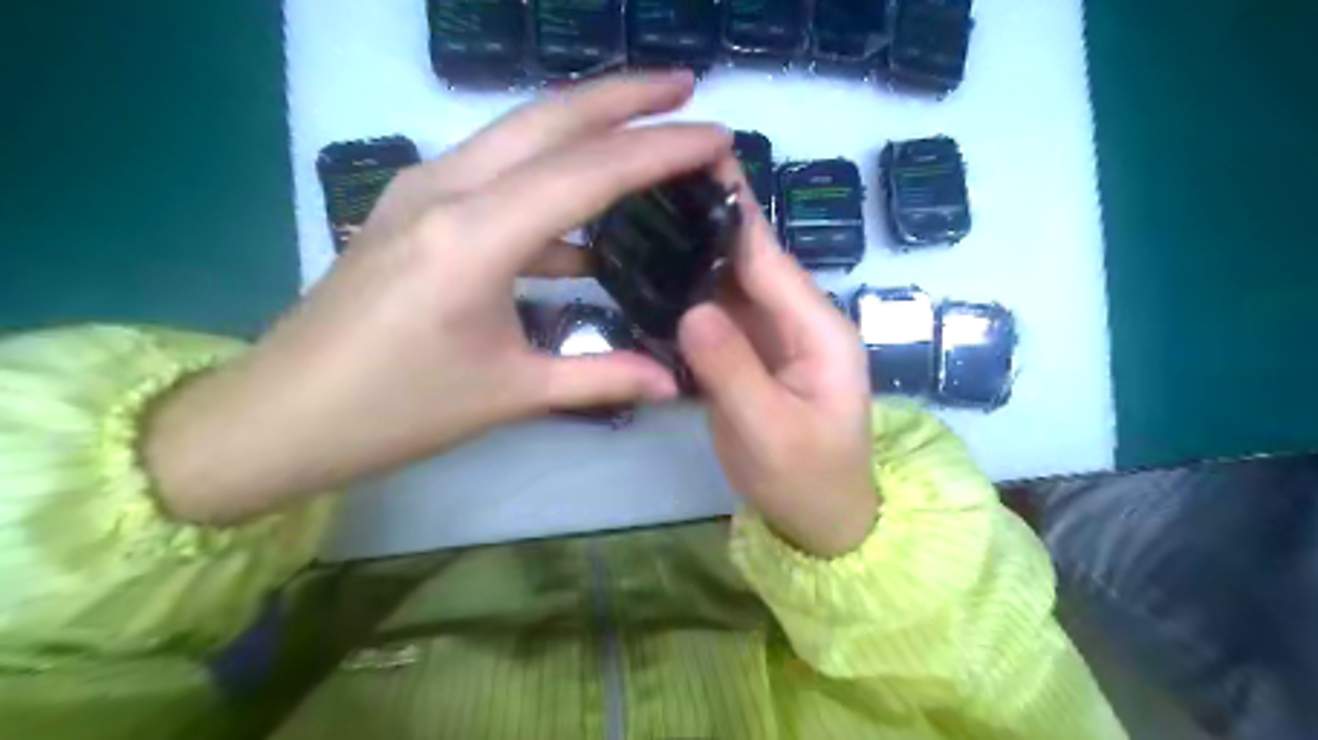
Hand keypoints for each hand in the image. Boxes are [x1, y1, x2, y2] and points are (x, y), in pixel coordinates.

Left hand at [146, 73, 737, 526]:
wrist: (282, 416)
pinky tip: (584, 222)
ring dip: (587, 126)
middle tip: (687, 86)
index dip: (661, 147)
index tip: (717, 134)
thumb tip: (674, 381)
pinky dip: (549, 182)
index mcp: (475, 236)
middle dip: (625, 96)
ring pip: (520, 135)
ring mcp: (423, 191)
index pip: (589, 171)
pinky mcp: (414, 208)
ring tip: (646, 132)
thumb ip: (601, 379)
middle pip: (550, 118)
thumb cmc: (396, 410)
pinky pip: (497, 173)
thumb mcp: (511, 394)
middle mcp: (448, 190)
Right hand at [675, 168, 878, 558]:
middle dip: (705, 223)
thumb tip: (691, 309)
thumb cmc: (807, 480)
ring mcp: (769, 339)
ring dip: (690, 256)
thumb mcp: (771, 432)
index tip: (700, 158)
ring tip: (641, 219)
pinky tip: (650, 278)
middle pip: (746, 263)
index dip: (735, 211)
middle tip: (649, 183)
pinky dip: (685, 297)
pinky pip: (714, 317)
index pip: (770, 259)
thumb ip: (733, 371)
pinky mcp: (746, 357)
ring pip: (726, 287)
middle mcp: (795, 322)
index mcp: (818, 330)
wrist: (816, 521)